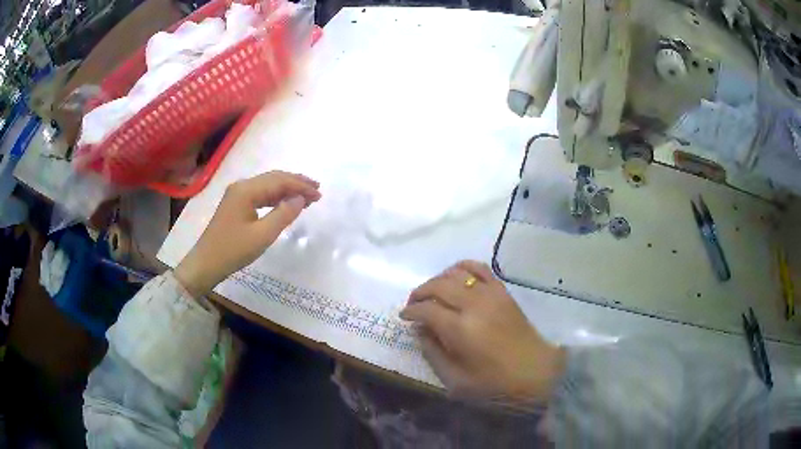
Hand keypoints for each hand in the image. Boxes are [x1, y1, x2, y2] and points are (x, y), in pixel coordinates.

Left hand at [174, 171, 320, 296]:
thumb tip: (301, 199)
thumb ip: (283, 215)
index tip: (319, 195)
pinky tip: (285, 203)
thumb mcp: (262, 235)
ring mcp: (237, 194)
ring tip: (306, 196)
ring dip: (287, 189)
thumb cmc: (233, 250)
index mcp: (246, 190)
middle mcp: (242, 186)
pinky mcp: (236, 204)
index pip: (279, 181)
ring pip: (267, 186)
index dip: (300, 186)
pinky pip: (260, 194)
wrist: (206, 263)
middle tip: (317, 190)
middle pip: (274, 178)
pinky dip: (276, 197)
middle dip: (296, 183)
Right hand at [400, 261, 565, 402]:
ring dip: (438, 280)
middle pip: (438, 286)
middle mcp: (474, 305)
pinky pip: (479, 268)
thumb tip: (420, 330)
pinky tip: (456, 277)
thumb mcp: (456, 380)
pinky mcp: (503, 291)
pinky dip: (463, 268)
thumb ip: (433, 353)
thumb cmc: (495, 382)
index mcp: (461, 329)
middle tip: (413, 305)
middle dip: (420, 293)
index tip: (404, 317)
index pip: (426, 310)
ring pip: (456, 273)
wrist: (536, 372)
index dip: (410, 312)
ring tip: (432, 293)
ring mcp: (491, 294)